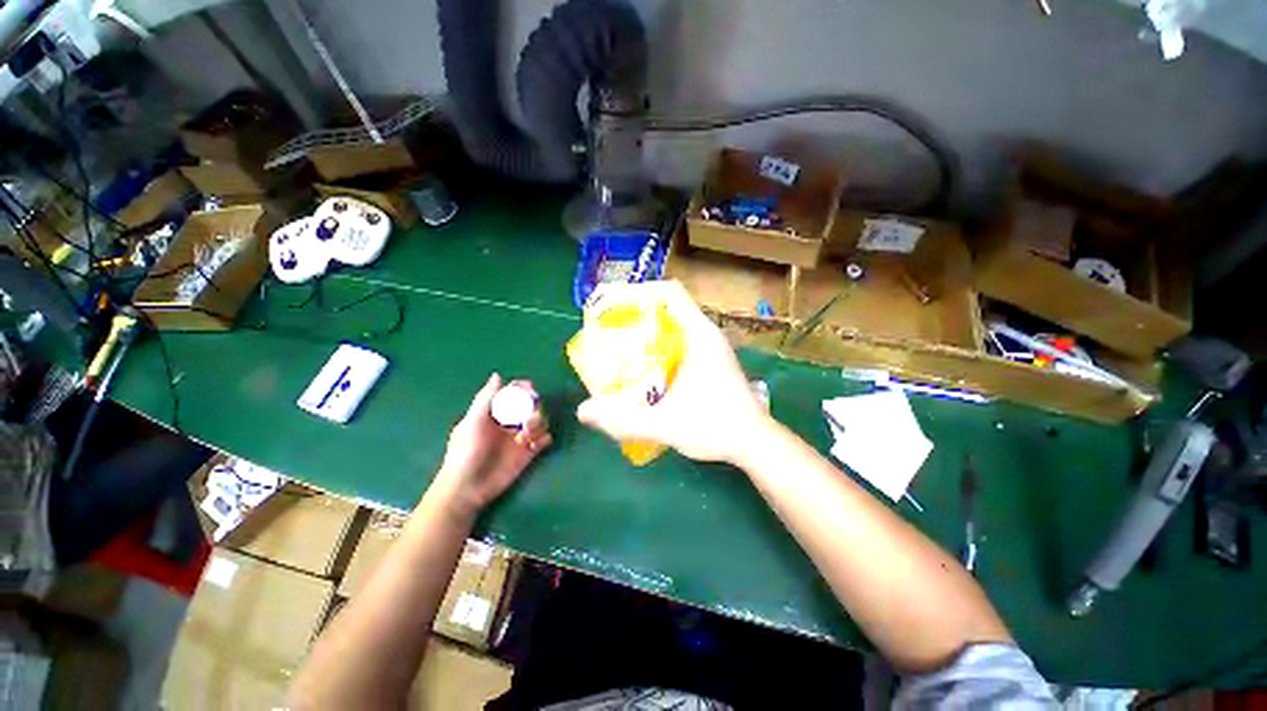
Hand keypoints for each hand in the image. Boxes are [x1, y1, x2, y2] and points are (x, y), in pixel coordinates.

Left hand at [431, 373, 551, 517]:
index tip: (530, 389)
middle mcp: (509, 422)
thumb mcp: (472, 423)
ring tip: (527, 438)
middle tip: (527, 420)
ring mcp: (520, 437)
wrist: (467, 489)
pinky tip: (535, 444)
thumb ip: (485, 399)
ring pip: (540, 421)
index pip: (512, 394)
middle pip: (530, 405)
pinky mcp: (528, 453)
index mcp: (494, 413)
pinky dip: (545, 438)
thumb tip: (497, 376)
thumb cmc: (464, 453)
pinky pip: (544, 439)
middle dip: (534, 408)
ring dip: (539, 424)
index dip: (522, 388)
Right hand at [576, 281, 771, 463]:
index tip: (614, 304)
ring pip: (674, 325)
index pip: (670, 292)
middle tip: (610, 330)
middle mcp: (706, 334)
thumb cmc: (716, 427)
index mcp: (699, 335)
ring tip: (621, 347)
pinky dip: (660, 346)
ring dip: (648, 332)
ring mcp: (710, 347)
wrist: (755, 442)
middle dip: (638, 315)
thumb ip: (624, 420)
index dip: (640, 291)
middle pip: (667, 308)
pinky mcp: (711, 361)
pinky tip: (645, 368)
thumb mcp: (665, 424)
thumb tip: (583, 411)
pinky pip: (680, 341)